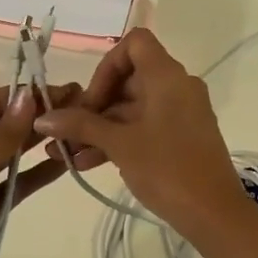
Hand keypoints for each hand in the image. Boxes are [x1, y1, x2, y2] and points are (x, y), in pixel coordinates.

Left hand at [0, 84, 73, 257]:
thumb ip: (1, 137)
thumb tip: (28, 97)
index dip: (24, 94)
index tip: (62, 88)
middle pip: (3, 125)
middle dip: (37, 115)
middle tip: (81, 104)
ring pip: (12, 153)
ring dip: (40, 141)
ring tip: (79, 128)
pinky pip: (16, 183)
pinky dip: (38, 173)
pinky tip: (67, 163)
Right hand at [32, 29, 243, 231]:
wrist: (214, 214)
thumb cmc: (167, 168)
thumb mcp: (119, 145)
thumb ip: (81, 125)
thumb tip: (43, 118)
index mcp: (167, 76)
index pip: (135, 43)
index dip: (107, 66)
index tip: (90, 100)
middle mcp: (177, 87)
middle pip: (129, 79)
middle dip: (94, 105)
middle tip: (67, 132)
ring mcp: (182, 113)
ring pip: (133, 108)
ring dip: (99, 128)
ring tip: (66, 153)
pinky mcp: (182, 138)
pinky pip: (145, 127)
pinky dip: (119, 140)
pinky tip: (87, 163)